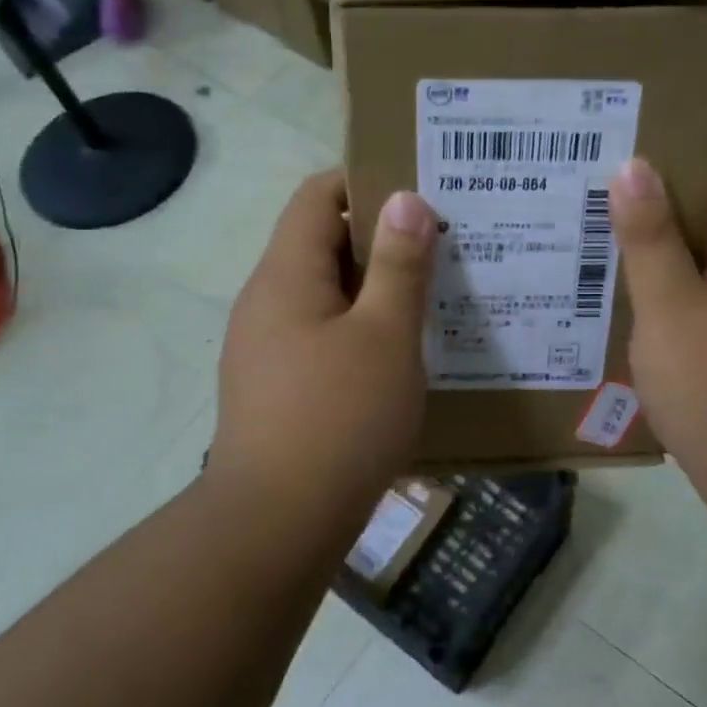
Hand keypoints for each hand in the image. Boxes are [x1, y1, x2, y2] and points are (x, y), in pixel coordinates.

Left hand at [207, 170, 436, 530]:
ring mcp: (264, 348)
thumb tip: (405, 200)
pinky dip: (358, 332)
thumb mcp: (385, 336)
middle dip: (380, 241)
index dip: (366, 182)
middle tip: (442, 249)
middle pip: (321, 244)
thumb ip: (399, 265)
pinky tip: (397, 357)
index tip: (420, 195)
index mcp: (285, 275)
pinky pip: (320, 337)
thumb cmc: (339, 419)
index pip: (317, 195)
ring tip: (430, 301)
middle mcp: (265, 301)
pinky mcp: (274, 388)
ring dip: (373, 291)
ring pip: (324, 296)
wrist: (277, 524)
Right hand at [609, 153, 706, 514]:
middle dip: (658, 199)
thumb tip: (633, 165)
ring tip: (596, 240)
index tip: (625, 143)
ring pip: (706, 261)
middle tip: (592, 191)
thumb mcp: (671, 308)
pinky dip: (670, 295)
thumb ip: (649, 237)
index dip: (685, 146)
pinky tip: (626, 305)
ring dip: (660, 250)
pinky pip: (706, 302)